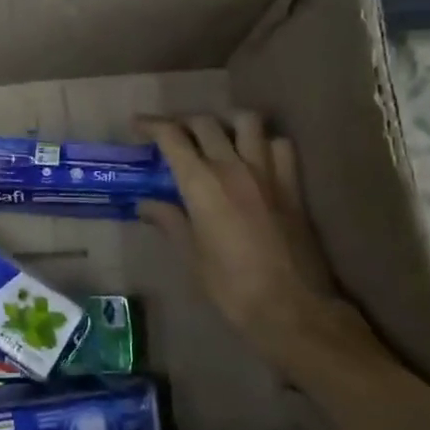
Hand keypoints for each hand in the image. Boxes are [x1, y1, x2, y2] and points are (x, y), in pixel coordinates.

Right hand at [139, 114, 387, 371]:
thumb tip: (146, 203)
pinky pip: (280, 145)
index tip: (137, 125)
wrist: (292, 308)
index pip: (172, 137)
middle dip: (183, 122)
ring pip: (247, 121)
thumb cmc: (232, 287)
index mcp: (202, 183)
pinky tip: (255, 157)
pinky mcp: (293, 185)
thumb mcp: (191, 255)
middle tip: (171, 135)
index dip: (151, 125)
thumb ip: (169, 220)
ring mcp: (268, 172)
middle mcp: (233, 166)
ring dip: (226, 122)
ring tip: (216, 136)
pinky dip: (264, 142)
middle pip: (205, 123)